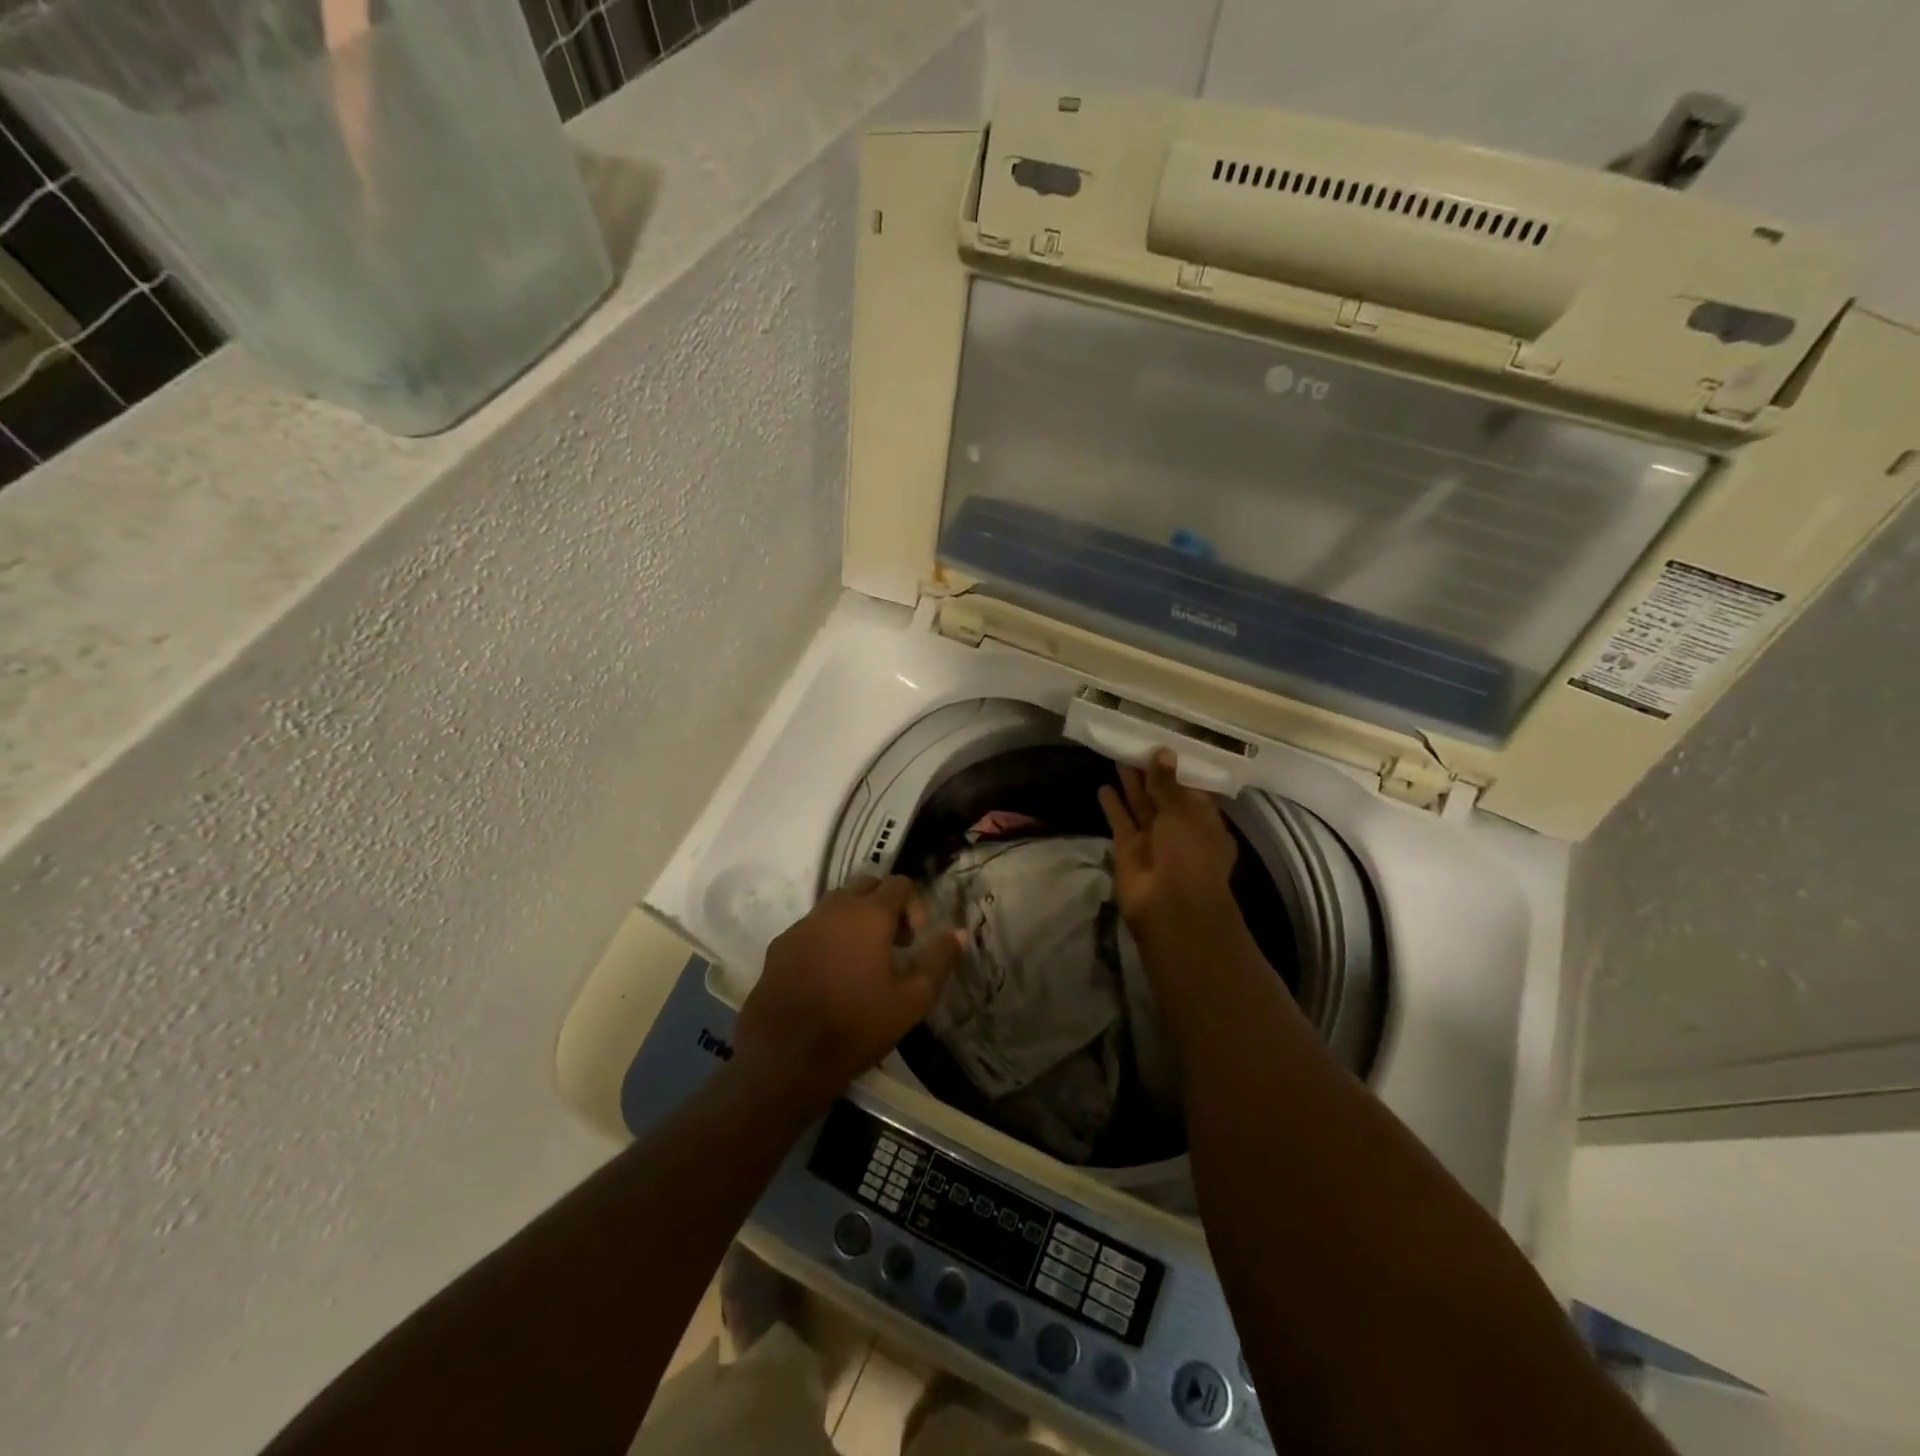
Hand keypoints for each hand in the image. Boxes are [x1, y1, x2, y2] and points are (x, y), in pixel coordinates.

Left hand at [733, 876, 965, 1112]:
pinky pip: (810, 928)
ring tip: (860, 961)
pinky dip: (826, 938)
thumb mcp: (912, 1001)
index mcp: (868, 915)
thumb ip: (938, 961)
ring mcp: (802, 925)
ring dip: (854, 920)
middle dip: (884, 906)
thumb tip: (957, 933)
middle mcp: (833, 909)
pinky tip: (827, 976)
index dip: (914, 906)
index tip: (914, 942)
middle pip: (865, 886)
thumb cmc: (856, 1027)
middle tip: (892, 945)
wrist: (785, 1059)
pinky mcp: (778, 946)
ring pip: (835, 905)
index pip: (899, 883)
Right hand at [1098, 750, 1238, 941]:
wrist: (1170, 906)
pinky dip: (1113, 806)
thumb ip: (1168, 783)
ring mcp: (1153, 842)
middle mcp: (1180, 832)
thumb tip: (1163, 752)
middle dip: (1151, 775)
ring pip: (1141, 807)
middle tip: (1136, 745)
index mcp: (1205, 823)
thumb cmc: (1190, 855)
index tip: (1165, 746)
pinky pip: (1121, 823)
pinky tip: (1103, 786)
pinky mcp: (1128, 851)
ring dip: (1131, 785)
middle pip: (1164, 797)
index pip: (1193, 791)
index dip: (1179, 771)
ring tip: (1118, 756)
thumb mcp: (1183, 813)